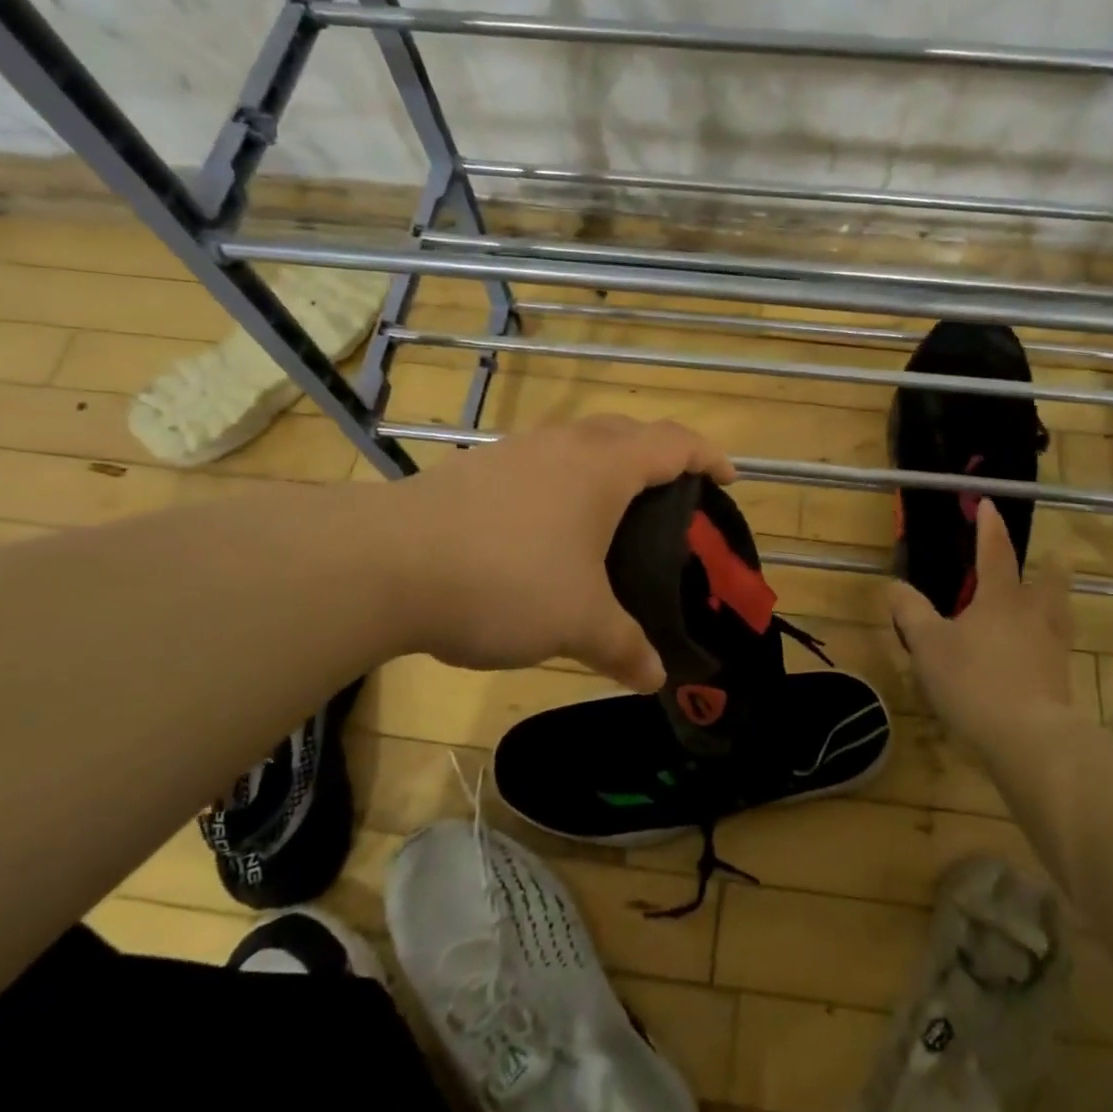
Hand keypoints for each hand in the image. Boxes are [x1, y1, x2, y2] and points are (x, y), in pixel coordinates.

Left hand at [385, 416, 735, 689]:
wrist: (384, 564)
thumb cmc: (505, 581)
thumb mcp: (578, 624)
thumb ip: (624, 648)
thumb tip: (654, 678)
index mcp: (603, 468)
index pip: (673, 443)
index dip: (709, 457)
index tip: (728, 479)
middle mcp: (562, 446)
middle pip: (626, 432)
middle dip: (658, 456)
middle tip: (672, 499)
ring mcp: (513, 452)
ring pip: (576, 445)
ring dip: (604, 468)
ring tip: (610, 517)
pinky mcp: (474, 470)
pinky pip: (537, 466)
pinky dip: (560, 486)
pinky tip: (544, 533)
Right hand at [888, 499, 1078, 755]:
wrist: (1027, 737)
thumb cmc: (973, 680)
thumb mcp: (927, 645)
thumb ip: (911, 612)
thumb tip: (896, 586)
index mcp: (1001, 599)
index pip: (995, 553)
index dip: (990, 527)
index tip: (989, 504)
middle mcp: (1034, 615)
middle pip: (1049, 583)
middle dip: (1047, 568)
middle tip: (1047, 560)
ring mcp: (1053, 648)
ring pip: (1060, 614)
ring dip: (1055, 603)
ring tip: (1046, 605)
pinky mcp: (1061, 679)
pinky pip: (1057, 648)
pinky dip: (1048, 641)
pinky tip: (1037, 654)